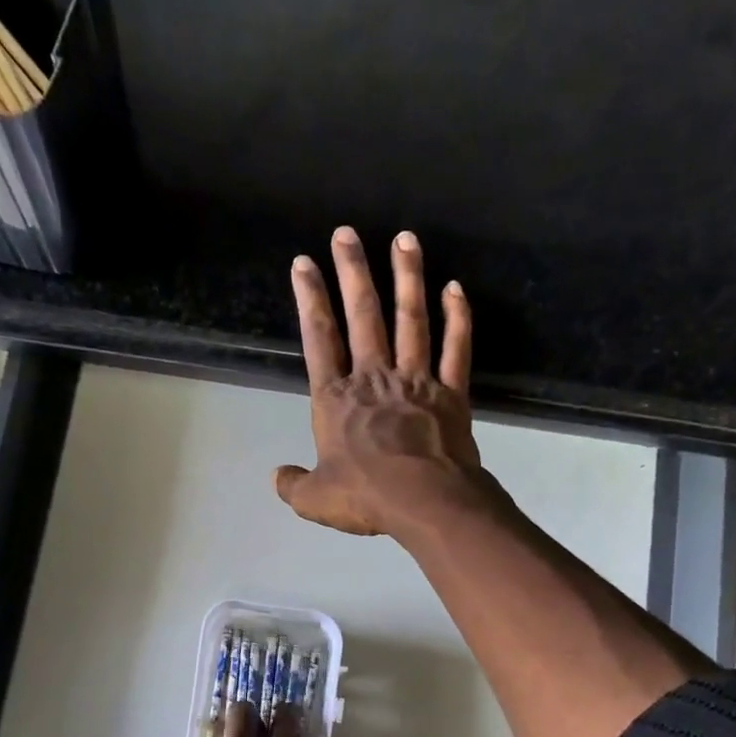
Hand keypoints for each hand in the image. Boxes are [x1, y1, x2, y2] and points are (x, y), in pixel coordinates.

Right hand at [276, 227, 492, 537]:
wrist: (426, 502)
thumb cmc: (366, 497)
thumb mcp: (314, 500)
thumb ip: (294, 485)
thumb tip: (278, 477)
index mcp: (336, 399)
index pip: (319, 339)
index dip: (310, 299)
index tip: (304, 263)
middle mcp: (375, 378)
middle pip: (363, 316)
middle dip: (353, 272)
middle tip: (347, 233)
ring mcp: (417, 381)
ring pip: (412, 320)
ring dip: (407, 278)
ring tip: (404, 239)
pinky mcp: (451, 394)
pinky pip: (457, 349)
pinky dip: (457, 318)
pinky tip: (455, 288)